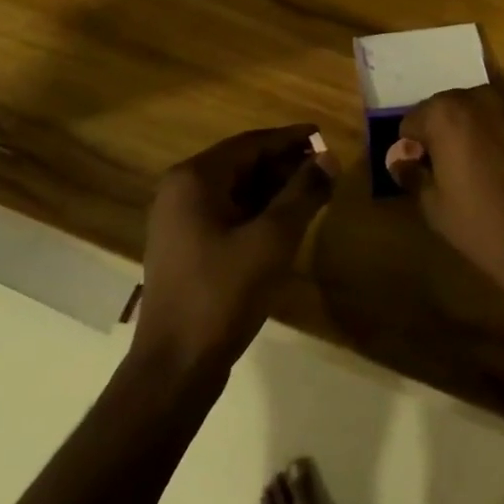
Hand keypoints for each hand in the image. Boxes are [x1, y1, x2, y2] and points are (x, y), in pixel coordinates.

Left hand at [134, 125, 332, 373]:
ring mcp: (179, 220)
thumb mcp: (273, 239)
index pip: (251, 143)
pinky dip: (258, 211)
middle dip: (285, 164)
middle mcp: (181, 190)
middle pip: (242, 163)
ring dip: (274, 189)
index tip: (324, 136)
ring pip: (236, 189)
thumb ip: (303, 193)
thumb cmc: (223, 294)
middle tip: (325, 170)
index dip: (291, 139)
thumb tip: (329, 158)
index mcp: (195, 178)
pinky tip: (285, 222)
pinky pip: (227, 213)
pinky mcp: (185, 246)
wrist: (175, 366)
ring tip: (313, 194)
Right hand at [391, 86, 503, 302]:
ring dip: (478, 130)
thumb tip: (400, 159)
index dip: (413, 148)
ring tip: (486, 167)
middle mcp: (481, 96)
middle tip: (452, 170)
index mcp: (446, 113)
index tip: (424, 173)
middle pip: (449, 109)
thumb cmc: (483, 225)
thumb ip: (412, 173)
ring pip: (484, 111)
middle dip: (445, 133)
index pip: (413, 122)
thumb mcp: (434, 206)